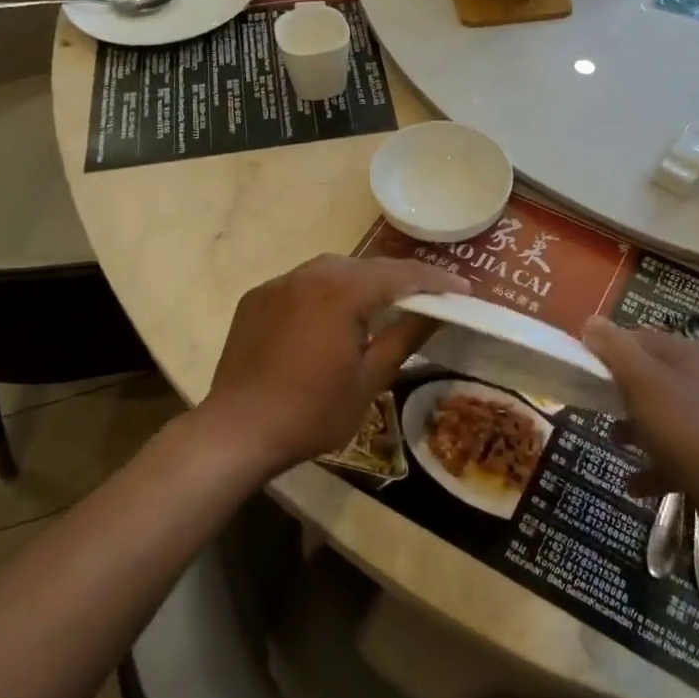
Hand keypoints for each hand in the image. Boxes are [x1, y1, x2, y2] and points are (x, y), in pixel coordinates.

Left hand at [205, 255, 469, 472]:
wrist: (236, 431)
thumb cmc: (311, 412)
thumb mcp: (369, 380)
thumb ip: (405, 338)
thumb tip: (439, 313)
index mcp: (343, 293)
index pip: (401, 274)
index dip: (436, 279)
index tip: (462, 289)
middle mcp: (310, 275)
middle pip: (368, 266)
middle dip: (400, 278)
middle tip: (426, 297)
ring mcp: (279, 283)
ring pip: (333, 268)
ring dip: (362, 280)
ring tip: (380, 303)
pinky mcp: (257, 297)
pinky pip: (302, 282)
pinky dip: (326, 291)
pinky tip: (329, 316)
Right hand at [582, 317, 698, 520]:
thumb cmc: (687, 429)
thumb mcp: (643, 382)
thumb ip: (615, 350)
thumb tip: (592, 321)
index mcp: (693, 355)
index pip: (643, 338)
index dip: (611, 348)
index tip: (583, 366)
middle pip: (655, 378)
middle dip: (623, 392)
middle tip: (595, 404)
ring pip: (667, 416)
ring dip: (637, 428)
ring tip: (614, 442)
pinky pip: (681, 454)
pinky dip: (656, 465)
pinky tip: (635, 483)